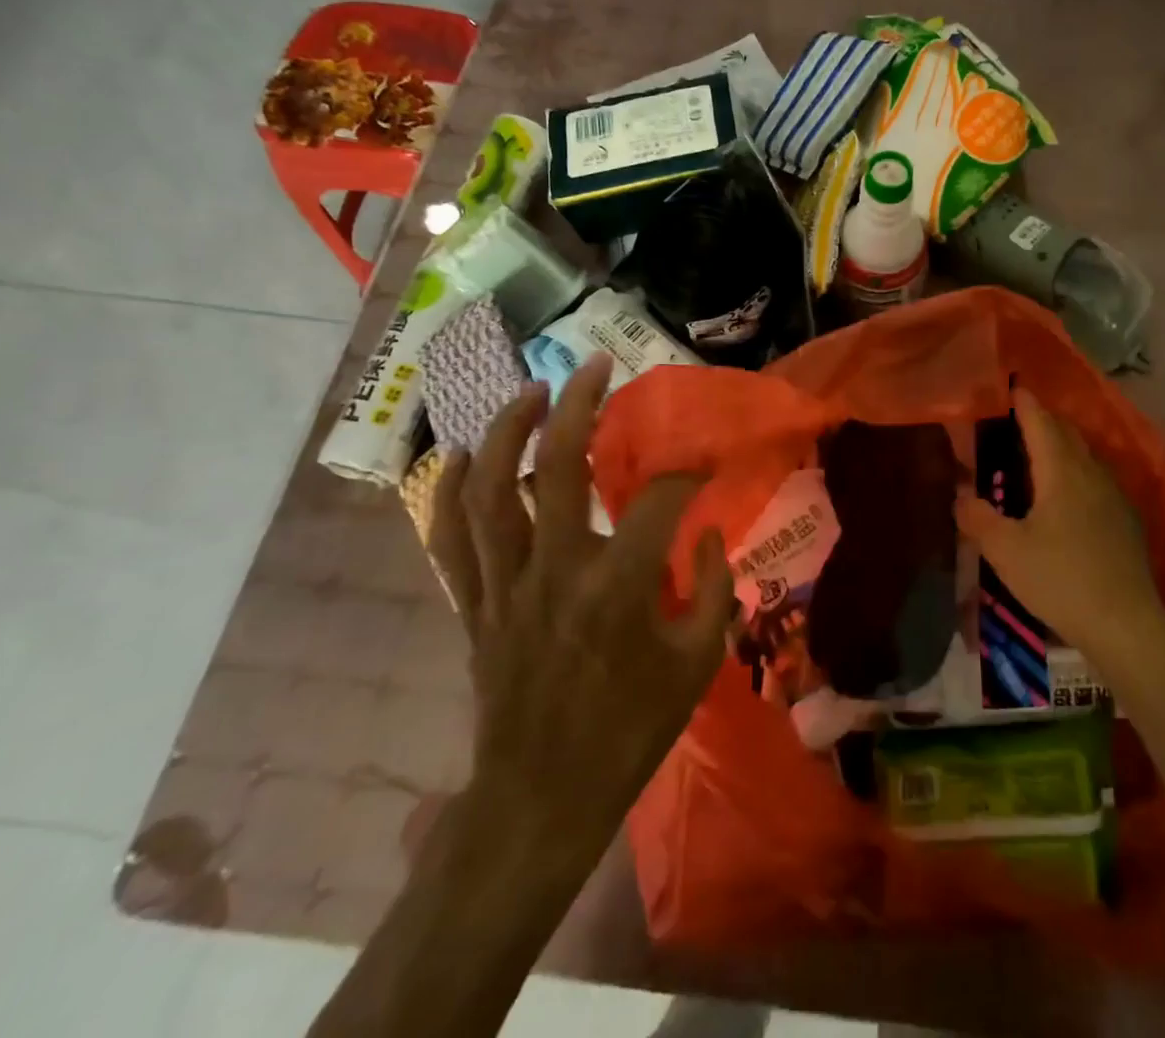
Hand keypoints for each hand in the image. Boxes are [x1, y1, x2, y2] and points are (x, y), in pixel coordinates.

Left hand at [426, 353, 733, 846]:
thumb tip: (710, 531)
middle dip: (579, 406)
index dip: (688, 471)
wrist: (542, 799)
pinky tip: (463, 455)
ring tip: (531, 391)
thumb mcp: (698, 663)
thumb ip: (715, 588)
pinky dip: (450, 491)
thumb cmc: (630, 732)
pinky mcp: (474, 604)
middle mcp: (555, 570)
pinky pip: (449, 537)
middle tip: (596, 365)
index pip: (659, 499)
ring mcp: (504, 585)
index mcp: (618, 586)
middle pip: (558, 466)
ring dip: (508, 430)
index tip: (707, 461)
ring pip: (491, 489)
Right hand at [955, 388, 1164, 667]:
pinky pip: (1096, 481)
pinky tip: (1068, 497)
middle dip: (1043, 421)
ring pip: (1085, 457)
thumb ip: (978, 519)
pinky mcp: (1126, 521)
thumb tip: (961, 496)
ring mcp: (1114, 497)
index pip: (1041, 423)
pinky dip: (1076, 473)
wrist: (1126, 624)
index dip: (1025, 404)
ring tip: (1038, 456)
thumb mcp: (1006, 551)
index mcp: (1061, 471)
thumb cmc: (1060, 579)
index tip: (1012, 388)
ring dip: (1062, 447)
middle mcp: (1091, 474)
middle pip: (1066, 434)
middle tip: (1018, 421)